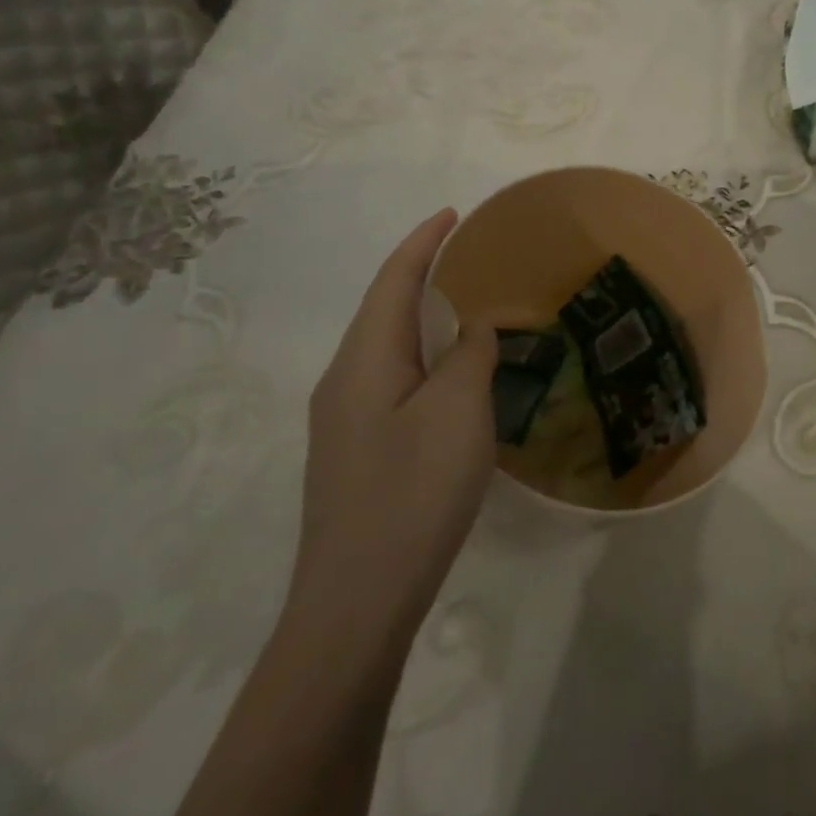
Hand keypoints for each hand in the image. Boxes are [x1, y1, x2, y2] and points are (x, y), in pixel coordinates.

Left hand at [287, 208, 497, 658]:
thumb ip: (470, 356)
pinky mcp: (356, 451)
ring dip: (424, 319)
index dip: (423, 243)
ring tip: (468, 309)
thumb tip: (472, 328)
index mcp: (364, 360)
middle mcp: (344, 380)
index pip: (393, 281)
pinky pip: (392, 381)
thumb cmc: (413, 493)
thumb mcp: (458, 413)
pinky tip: (450, 378)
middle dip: (423, 275)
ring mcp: (344, 420)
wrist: (356, 602)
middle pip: (384, 310)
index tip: (454, 214)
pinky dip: (423, 358)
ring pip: (388, 348)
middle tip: (472, 259)